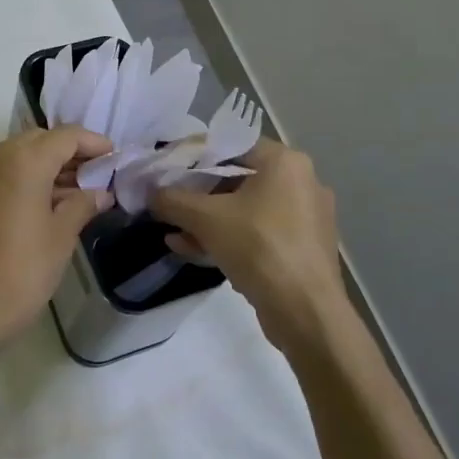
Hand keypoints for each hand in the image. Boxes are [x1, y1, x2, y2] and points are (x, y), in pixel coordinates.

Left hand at [0, 126, 113, 353]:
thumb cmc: (23, 270)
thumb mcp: (61, 236)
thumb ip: (83, 204)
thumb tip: (101, 193)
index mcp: (24, 161)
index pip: (66, 136)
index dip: (93, 143)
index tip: (115, 157)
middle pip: (41, 140)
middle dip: (70, 151)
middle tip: (98, 174)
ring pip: (21, 153)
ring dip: (49, 163)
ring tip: (79, 190)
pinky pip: (5, 170)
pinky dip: (29, 175)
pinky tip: (50, 200)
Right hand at [150, 141, 345, 352]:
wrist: (306, 312)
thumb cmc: (258, 247)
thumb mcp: (205, 219)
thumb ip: (173, 200)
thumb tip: (150, 193)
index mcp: (286, 163)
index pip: (233, 146)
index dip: (197, 157)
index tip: (171, 172)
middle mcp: (302, 182)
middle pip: (239, 180)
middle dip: (200, 196)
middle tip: (172, 206)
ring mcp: (307, 218)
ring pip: (247, 210)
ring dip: (210, 221)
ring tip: (177, 236)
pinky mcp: (305, 248)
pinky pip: (260, 233)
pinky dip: (231, 238)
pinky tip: (197, 252)